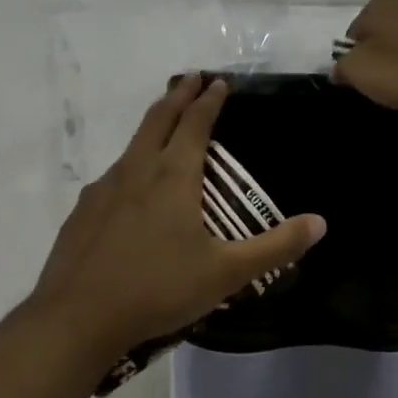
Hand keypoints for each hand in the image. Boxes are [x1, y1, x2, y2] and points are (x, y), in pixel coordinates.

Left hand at [25, 74, 327, 357]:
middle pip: (158, 119)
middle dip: (178, 95)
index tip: (219, 82)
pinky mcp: (82, 212)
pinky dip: (131, 163)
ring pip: (132, 144)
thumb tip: (320, 223)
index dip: (209, 100)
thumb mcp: (226, 273)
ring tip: (165, 125)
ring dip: (152, 125)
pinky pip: (113, 175)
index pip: (195, 123)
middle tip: (191, 79)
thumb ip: (275, 247)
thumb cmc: (158, 289)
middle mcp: (136, 170)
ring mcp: (103, 189)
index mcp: (173, 176)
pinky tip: (131, 187)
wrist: (76, 318)